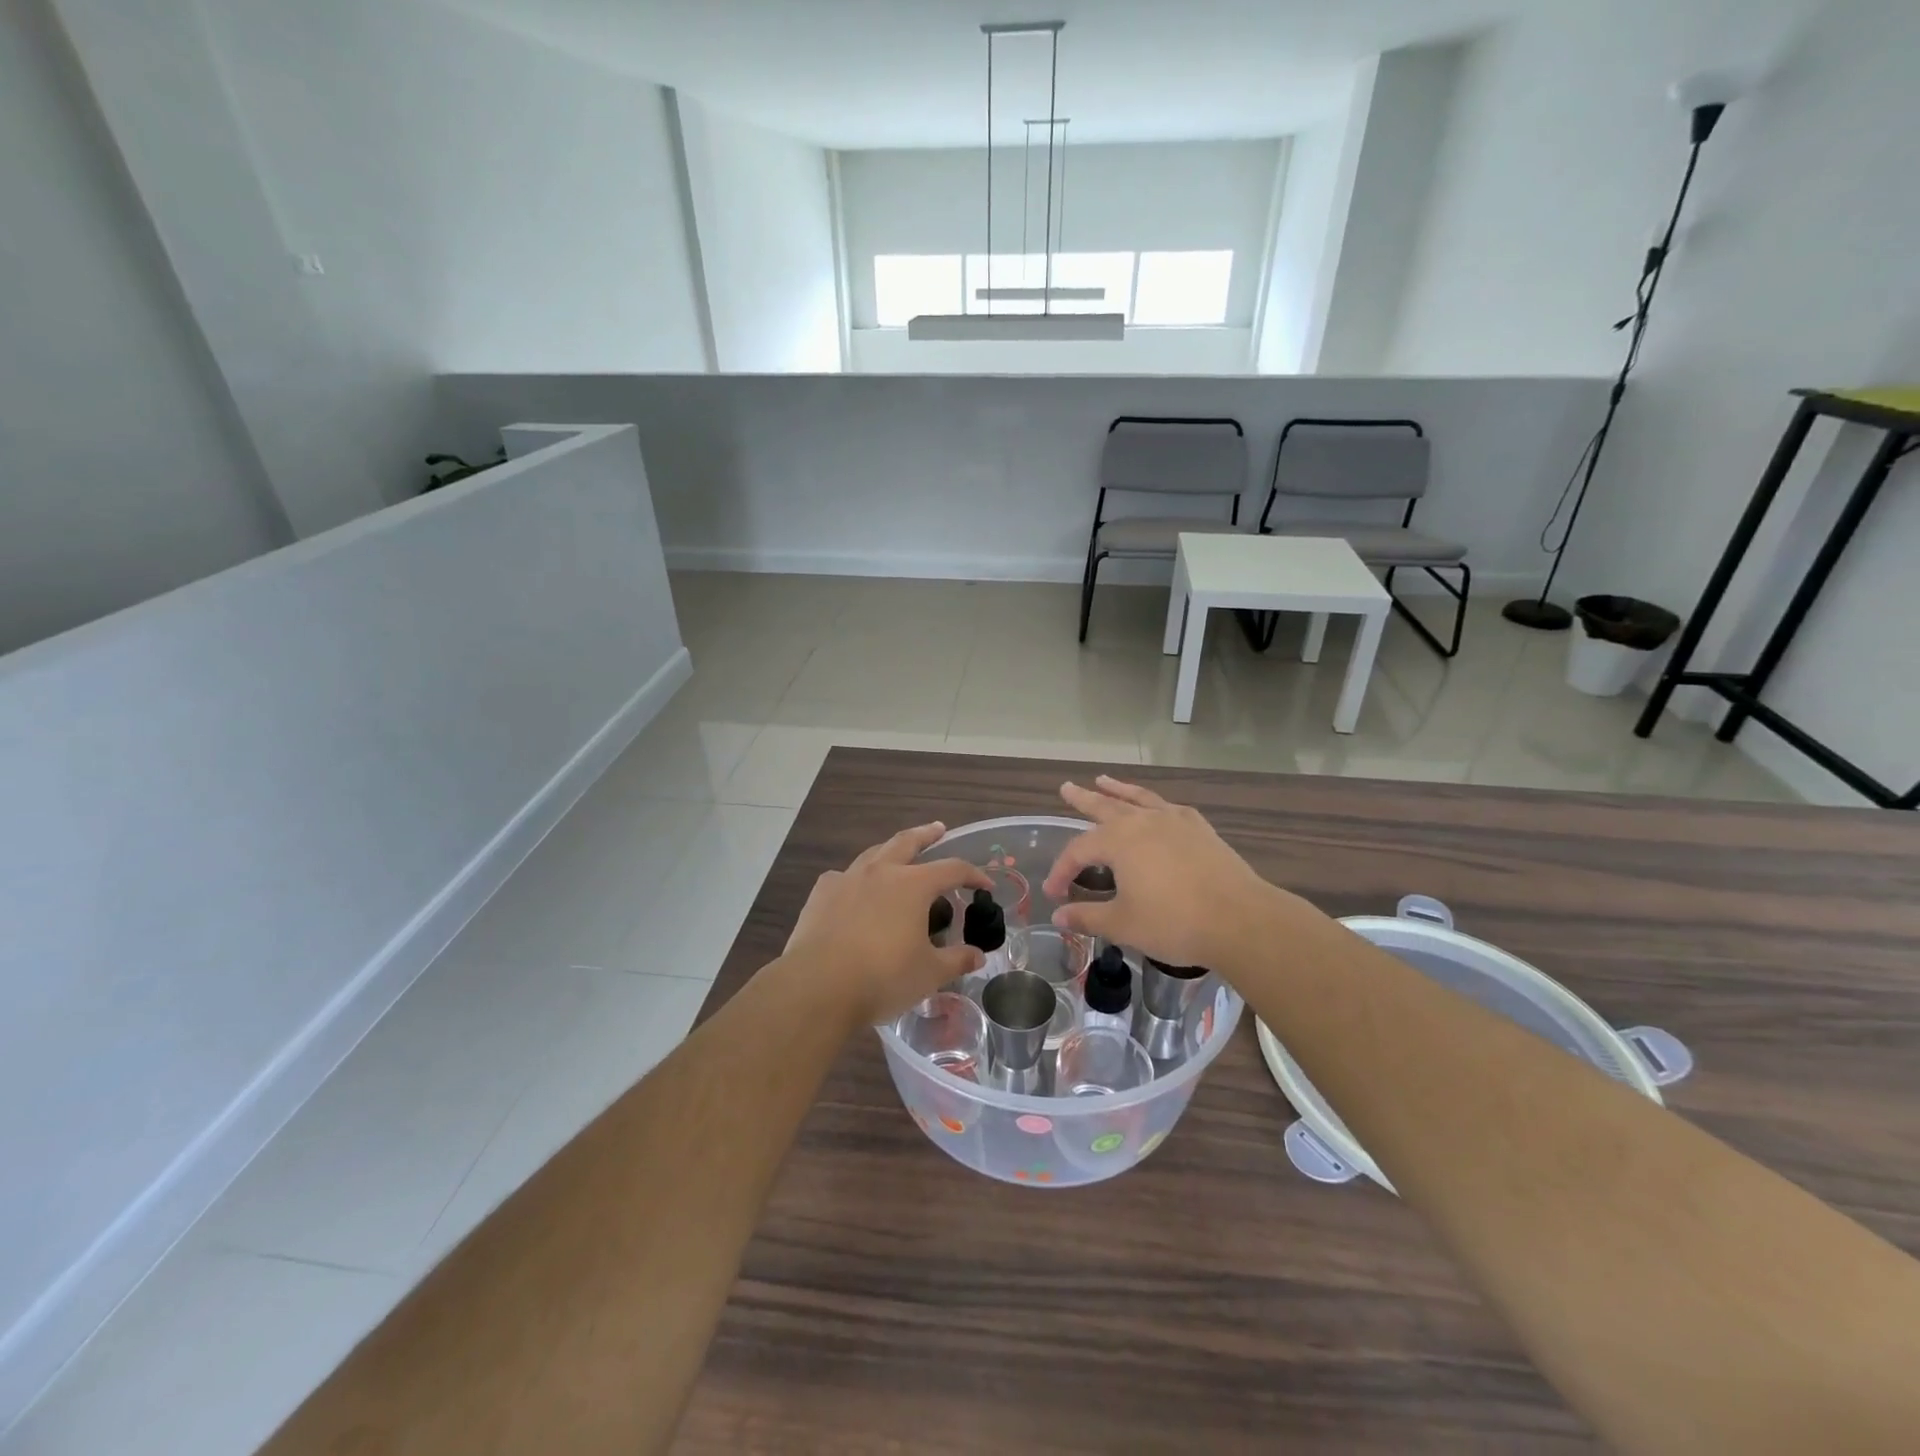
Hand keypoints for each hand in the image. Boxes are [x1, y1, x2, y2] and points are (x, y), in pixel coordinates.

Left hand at [782, 823, 990, 1027]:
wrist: (818, 986)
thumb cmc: (883, 978)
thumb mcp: (929, 974)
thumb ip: (956, 960)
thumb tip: (978, 955)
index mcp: (913, 885)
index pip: (952, 869)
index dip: (973, 874)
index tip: (985, 884)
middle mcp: (881, 871)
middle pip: (908, 841)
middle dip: (927, 834)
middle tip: (939, 828)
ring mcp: (847, 879)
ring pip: (873, 853)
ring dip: (890, 850)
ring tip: (897, 853)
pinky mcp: (821, 894)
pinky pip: (842, 877)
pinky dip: (855, 879)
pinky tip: (854, 890)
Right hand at [1042, 776, 1294, 971]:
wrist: (1239, 919)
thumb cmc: (1174, 922)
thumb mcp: (1123, 924)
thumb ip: (1088, 917)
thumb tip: (1058, 915)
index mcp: (1118, 841)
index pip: (1078, 851)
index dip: (1062, 870)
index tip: (1053, 892)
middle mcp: (1143, 822)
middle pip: (1105, 806)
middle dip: (1083, 799)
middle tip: (1067, 787)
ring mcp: (1174, 821)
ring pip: (1139, 798)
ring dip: (1119, 789)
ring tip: (1104, 779)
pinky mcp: (1200, 829)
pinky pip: (1169, 807)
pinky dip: (1155, 803)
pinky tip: (1156, 807)